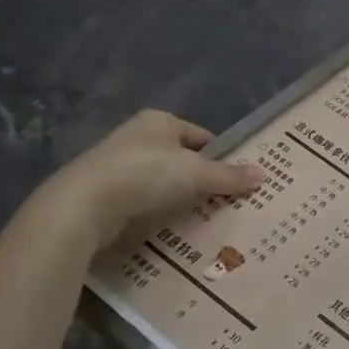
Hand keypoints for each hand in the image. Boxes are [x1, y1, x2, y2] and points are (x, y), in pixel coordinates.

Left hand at [37, 111, 261, 252]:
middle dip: (201, 179)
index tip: (237, 180)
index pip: (202, 137)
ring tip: (203, 219)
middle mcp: (138, 136)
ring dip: (180, 197)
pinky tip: (171, 227)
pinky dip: (158, 211)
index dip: (221, 157)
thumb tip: (264, 174)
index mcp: (160, 121)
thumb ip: (229, 176)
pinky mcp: (105, 192)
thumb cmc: (146, 174)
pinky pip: (143, 200)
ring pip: (162, 181)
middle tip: (226, 203)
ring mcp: (119, 164)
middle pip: (182, 159)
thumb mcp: (196, 174)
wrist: (84, 205)